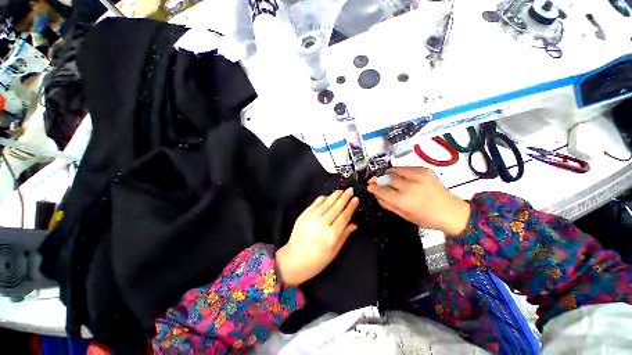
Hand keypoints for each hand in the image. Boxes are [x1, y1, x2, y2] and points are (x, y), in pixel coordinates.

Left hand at [276, 188, 358, 285]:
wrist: (294, 260)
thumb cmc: (317, 260)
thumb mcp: (334, 251)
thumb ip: (344, 235)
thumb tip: (354, 224)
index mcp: (331, 235)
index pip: (344, 217)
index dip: (350, 207)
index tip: (356, 199)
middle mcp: (322, 224)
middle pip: (335, 207)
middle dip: (344, 197)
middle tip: (350, 190)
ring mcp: (311, 218)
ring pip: (325, 203)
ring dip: (334, 195)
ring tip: (341, 190)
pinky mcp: (303, 215)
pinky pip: (314, 204)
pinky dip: (322, 199)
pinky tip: (327, 196)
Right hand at [367, 167, 469, 235]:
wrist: (452, 212)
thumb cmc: (427, 218)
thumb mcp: (404, 216)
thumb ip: (388, 204)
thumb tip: (377, 195)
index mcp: (403, 200)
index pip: (382, 190)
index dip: (373, 188)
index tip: (369, 186)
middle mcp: (409, 186)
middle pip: (387, 178)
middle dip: (378, 179)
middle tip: (375, 181)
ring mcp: (417, 176)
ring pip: (394, 170)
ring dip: (387, 174)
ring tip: (386, 177)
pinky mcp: (424, 170)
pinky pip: (405, 168)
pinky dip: (398, 171)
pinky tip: (399, 176)